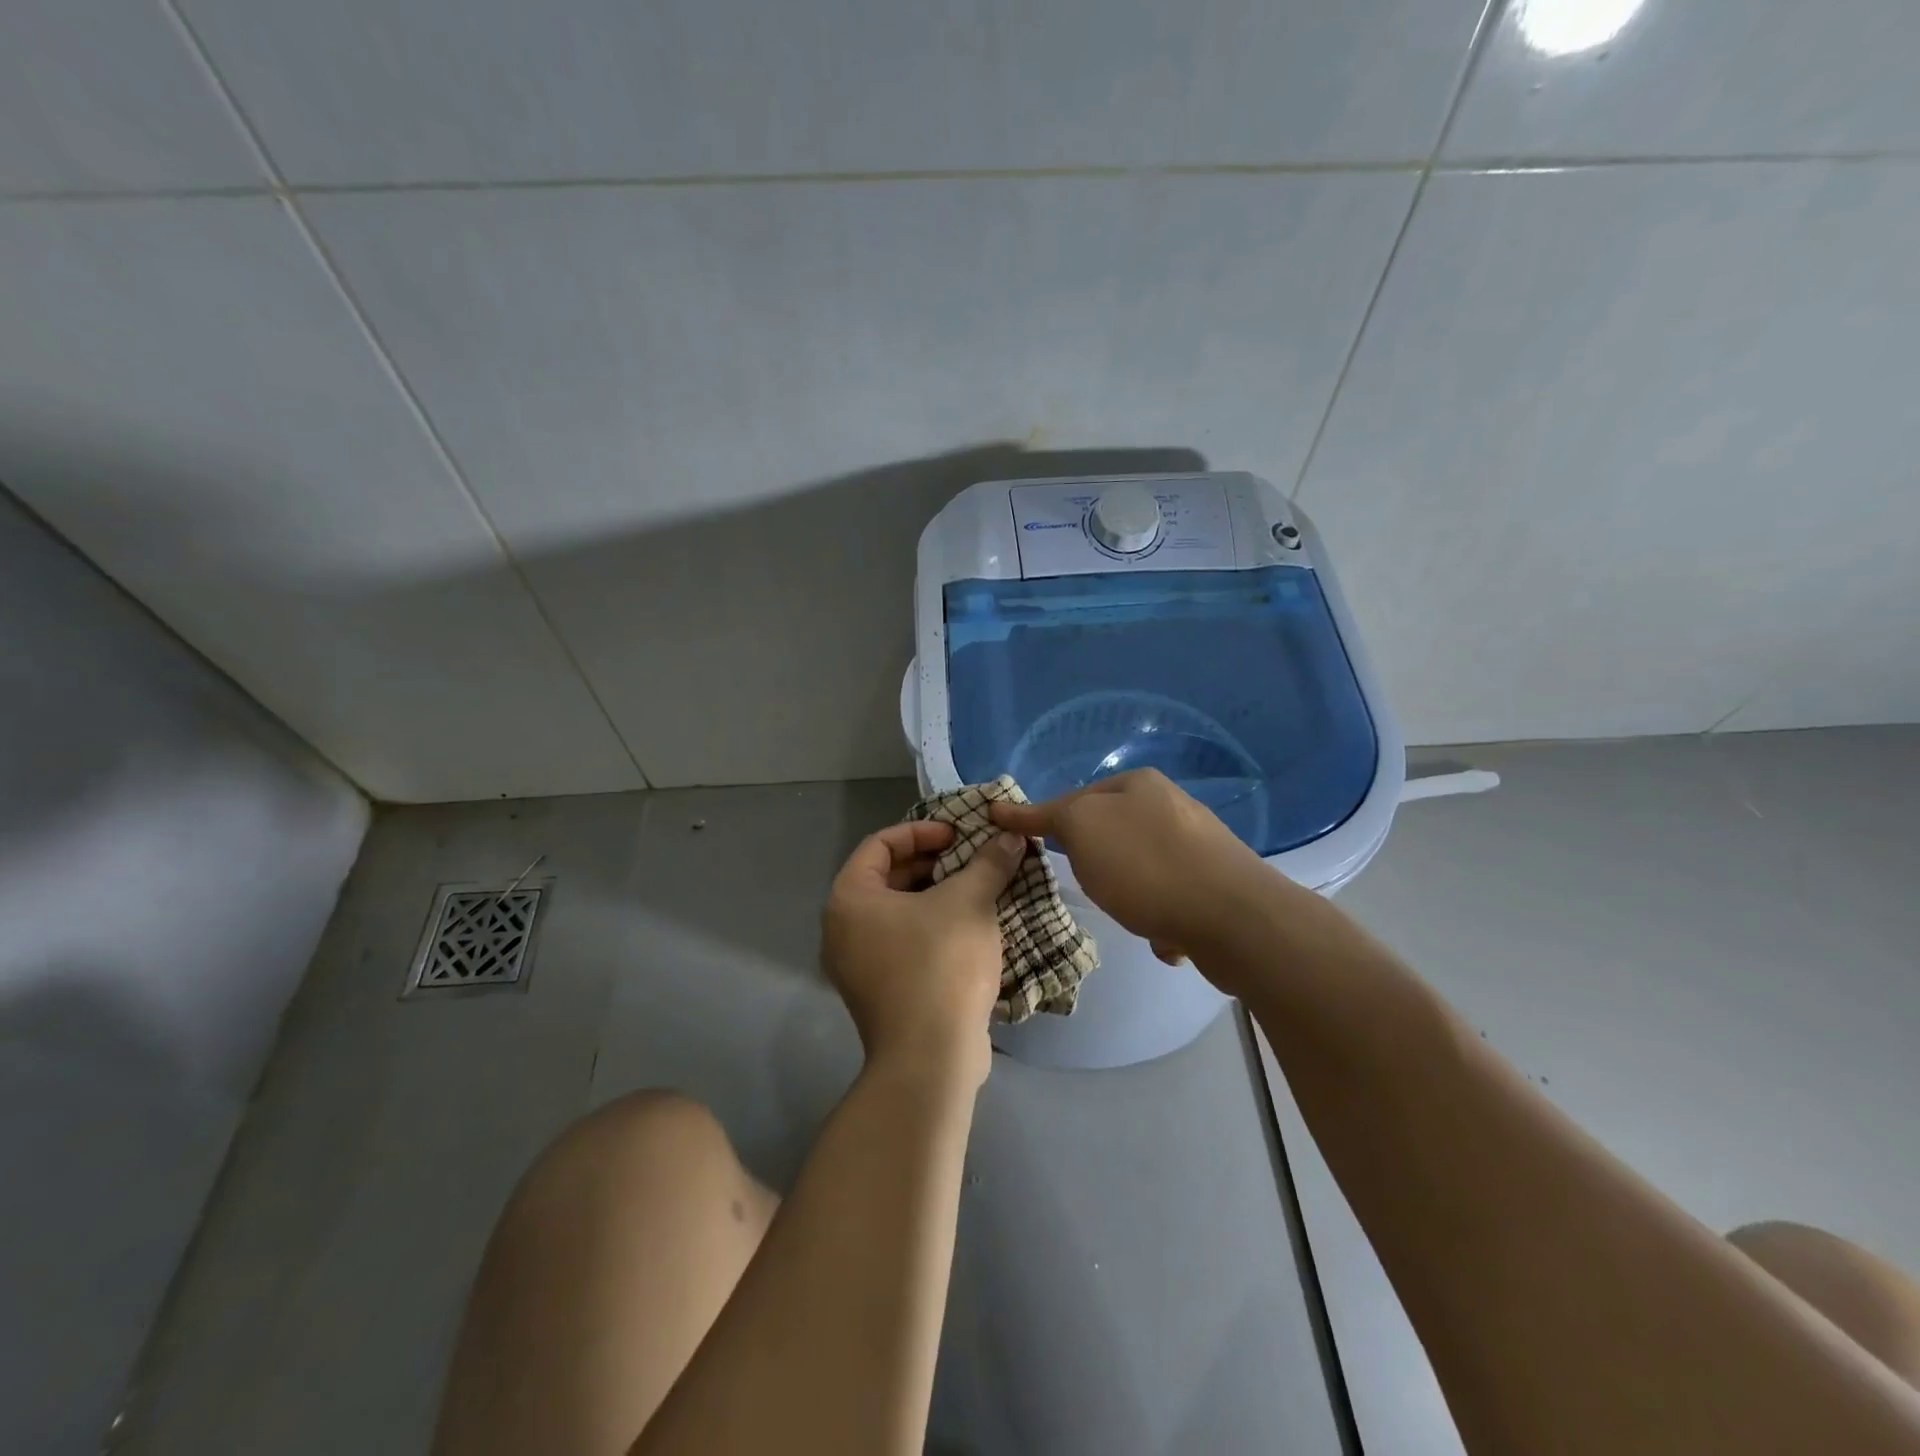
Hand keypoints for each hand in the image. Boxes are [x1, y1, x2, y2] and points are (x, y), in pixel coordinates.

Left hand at [821, 820, 1027, 1088]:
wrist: (931, 1058)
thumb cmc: (941, 964)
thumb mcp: (970, 902)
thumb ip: (987, 863)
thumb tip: (1008, 837)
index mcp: (850, 898)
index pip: (881, 843)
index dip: (922, 831)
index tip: (959, 836)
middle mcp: (842, 929)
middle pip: (889, 877)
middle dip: (934, 864)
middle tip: (973, 861)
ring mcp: (858, 965)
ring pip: (899, 913)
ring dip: (938, 897)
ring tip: (978, 891)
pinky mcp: (879, 993)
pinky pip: (903, 943)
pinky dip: (933, 928)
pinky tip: (971, 930)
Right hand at [989, 769, 1266, 965]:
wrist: (1233, 917)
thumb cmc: (1146, 867)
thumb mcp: (1083, 829)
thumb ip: (1051, 816)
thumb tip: (1018, 809)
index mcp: (1137, 783)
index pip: (1072, 798)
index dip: (1037, 818)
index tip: (1006, 829)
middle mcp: (1169, 804)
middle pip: (1108, 834)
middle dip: (1095, 864)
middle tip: (1088, 885)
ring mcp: (1197, 843)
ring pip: (1138, 869)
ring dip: (1129, 895)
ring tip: (1134, 915)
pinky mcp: (1216, 882)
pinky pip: (1168, 898)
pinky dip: (1159, 916)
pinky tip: (1167, 934)